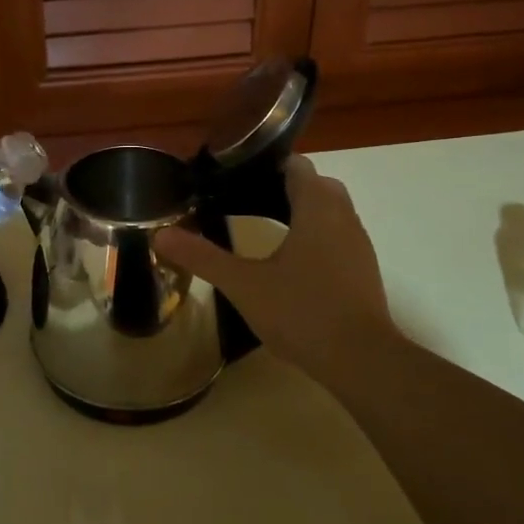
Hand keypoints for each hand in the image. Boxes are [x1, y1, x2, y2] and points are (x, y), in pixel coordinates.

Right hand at [156, 157, 398, 387]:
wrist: (361, 360)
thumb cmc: (302, 312)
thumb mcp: (243, 284)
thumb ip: (203, 257)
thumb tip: (160, 234)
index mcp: (317, 209)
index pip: (297, 165)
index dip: (267, 164)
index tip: (236, 175)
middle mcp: (344, 217)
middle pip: (316, 185)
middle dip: (284, 186)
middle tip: (245, 199)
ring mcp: (358, 244)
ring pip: (331, 211)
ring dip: (302, 211)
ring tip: (263, 226)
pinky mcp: (363, 270)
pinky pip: (338, 236)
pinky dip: (315, 235)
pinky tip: (290, 262)